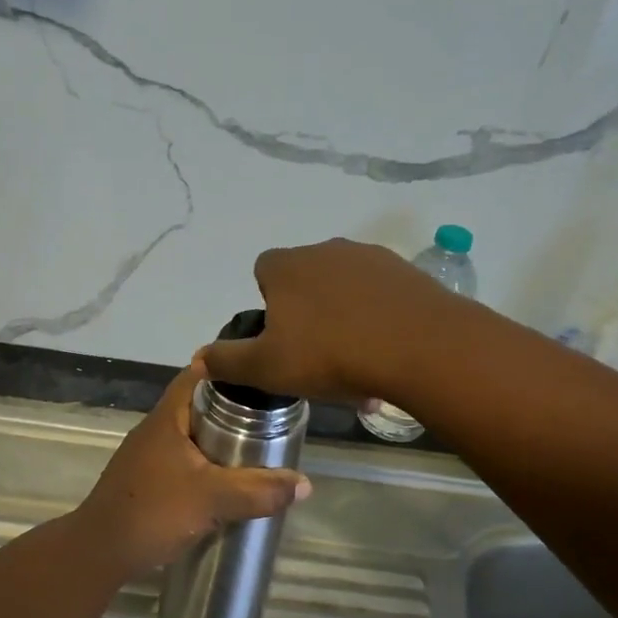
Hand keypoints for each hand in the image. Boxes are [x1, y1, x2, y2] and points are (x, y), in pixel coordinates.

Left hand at [72, 360, 310, 575]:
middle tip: (271, 418)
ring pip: (192, 436)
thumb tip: (304, 484)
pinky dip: (207, 465)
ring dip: (220, 441)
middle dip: (234, 410)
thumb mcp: (213, 500)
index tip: (262, 375)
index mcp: (168, 418)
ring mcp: (148, 456)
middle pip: (199, 405)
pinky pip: (184, 461)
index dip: (229, 369)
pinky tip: (227, 483)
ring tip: (257, 450)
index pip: (198, 374)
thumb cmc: (153, 512)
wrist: (99, 553)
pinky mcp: (147, 481)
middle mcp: (156, 429)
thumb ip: (259, 491)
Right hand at [204, 238, 453, 402]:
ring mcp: (370, 256)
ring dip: (344, 316)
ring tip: (357, 362)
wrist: (419, 346)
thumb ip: (228, 361)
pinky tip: (388, 352)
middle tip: (317, 355)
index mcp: (287, 266)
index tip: (281, 337)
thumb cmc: (330, 354)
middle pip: (306, 279)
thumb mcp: (268, 367)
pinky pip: (381, 294)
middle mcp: (325, 249)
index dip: (268, 302)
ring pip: (345, 287)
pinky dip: (378, 317)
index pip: (264, 270)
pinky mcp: (407, 271)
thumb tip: (197, 358)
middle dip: (308, 311)